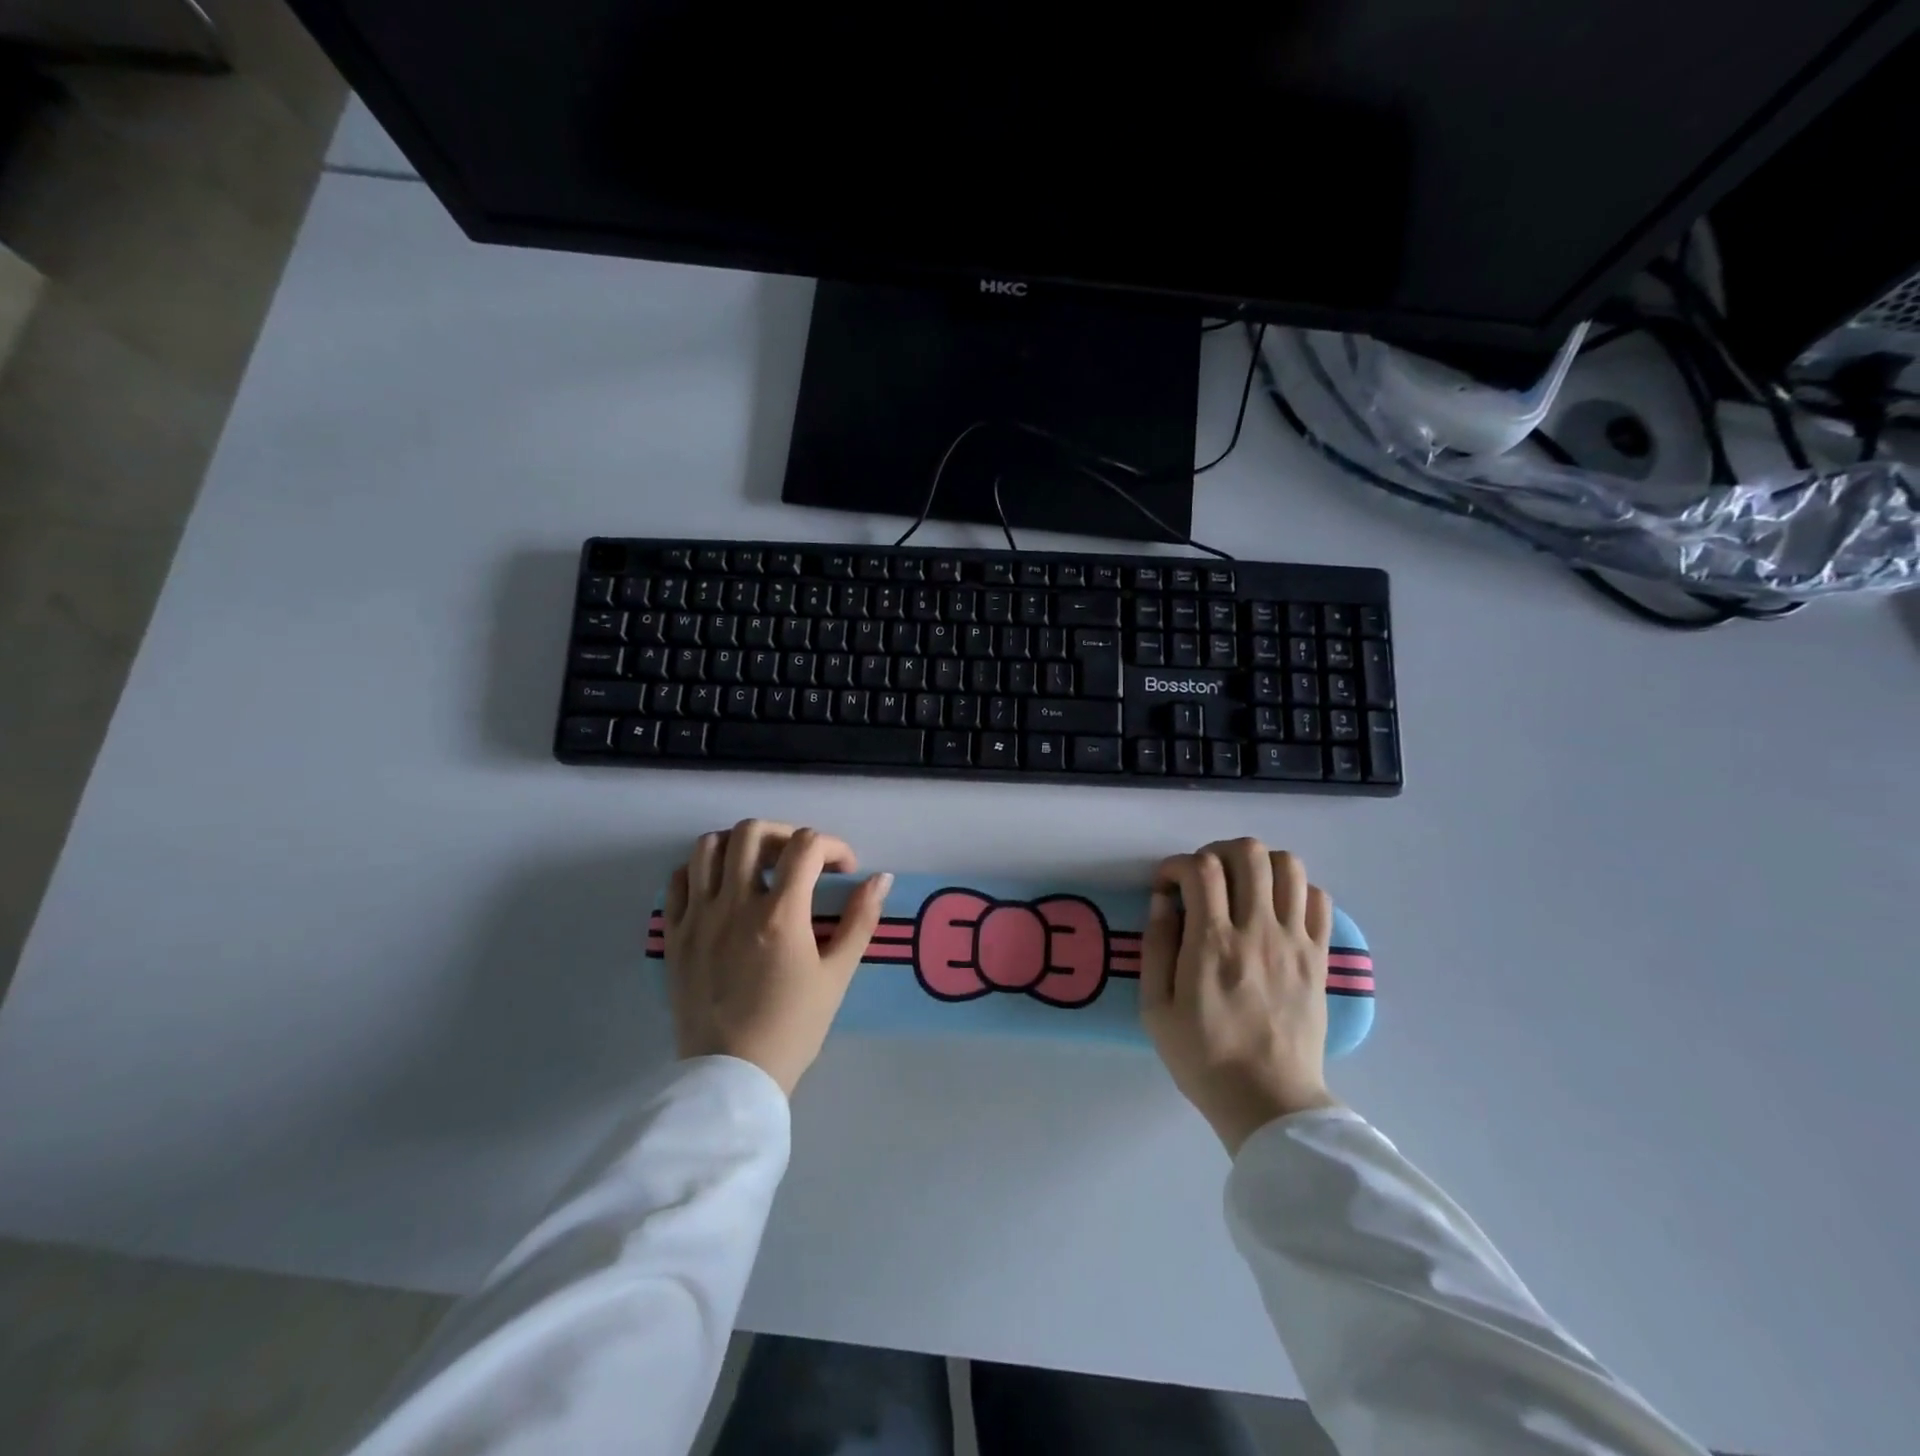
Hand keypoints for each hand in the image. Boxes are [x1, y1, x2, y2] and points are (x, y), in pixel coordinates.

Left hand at [663, 820, 891, 1095]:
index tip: (843, 871)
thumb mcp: (837, 975)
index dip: (833, 846)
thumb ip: (861, 921)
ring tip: (758, 866)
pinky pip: (678, 879)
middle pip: (753, 831)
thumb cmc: (792, 1027)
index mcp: (779, 914)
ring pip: (709, 846)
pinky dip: (701, 870)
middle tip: (800, 859)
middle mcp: (735, 903)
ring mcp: (698, 917)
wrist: (732, 1076)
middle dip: (785, 833)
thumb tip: (882, 878)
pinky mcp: (674, 934)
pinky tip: (720, 888)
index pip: (807, 845)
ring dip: (739, 845)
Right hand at [1140, 839, 1338, 1151]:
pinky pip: (1318, 898)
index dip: (1176, 865)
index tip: (1165, 886)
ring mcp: (1295, 942)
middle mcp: (1258, 931)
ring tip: (1240, 886)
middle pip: (1247, 853)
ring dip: (1258, 864)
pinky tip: (1274, 909)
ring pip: (1288, 866)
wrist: (1269, 1102)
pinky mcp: (1319, 957)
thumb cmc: (1203, 1057)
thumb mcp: (1156, 1008)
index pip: (1200, 869)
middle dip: (1216, 852)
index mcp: (1213, 944)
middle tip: (1203, 878)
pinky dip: (1294, 889)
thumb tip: (1163, 900)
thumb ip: (1156, 946)